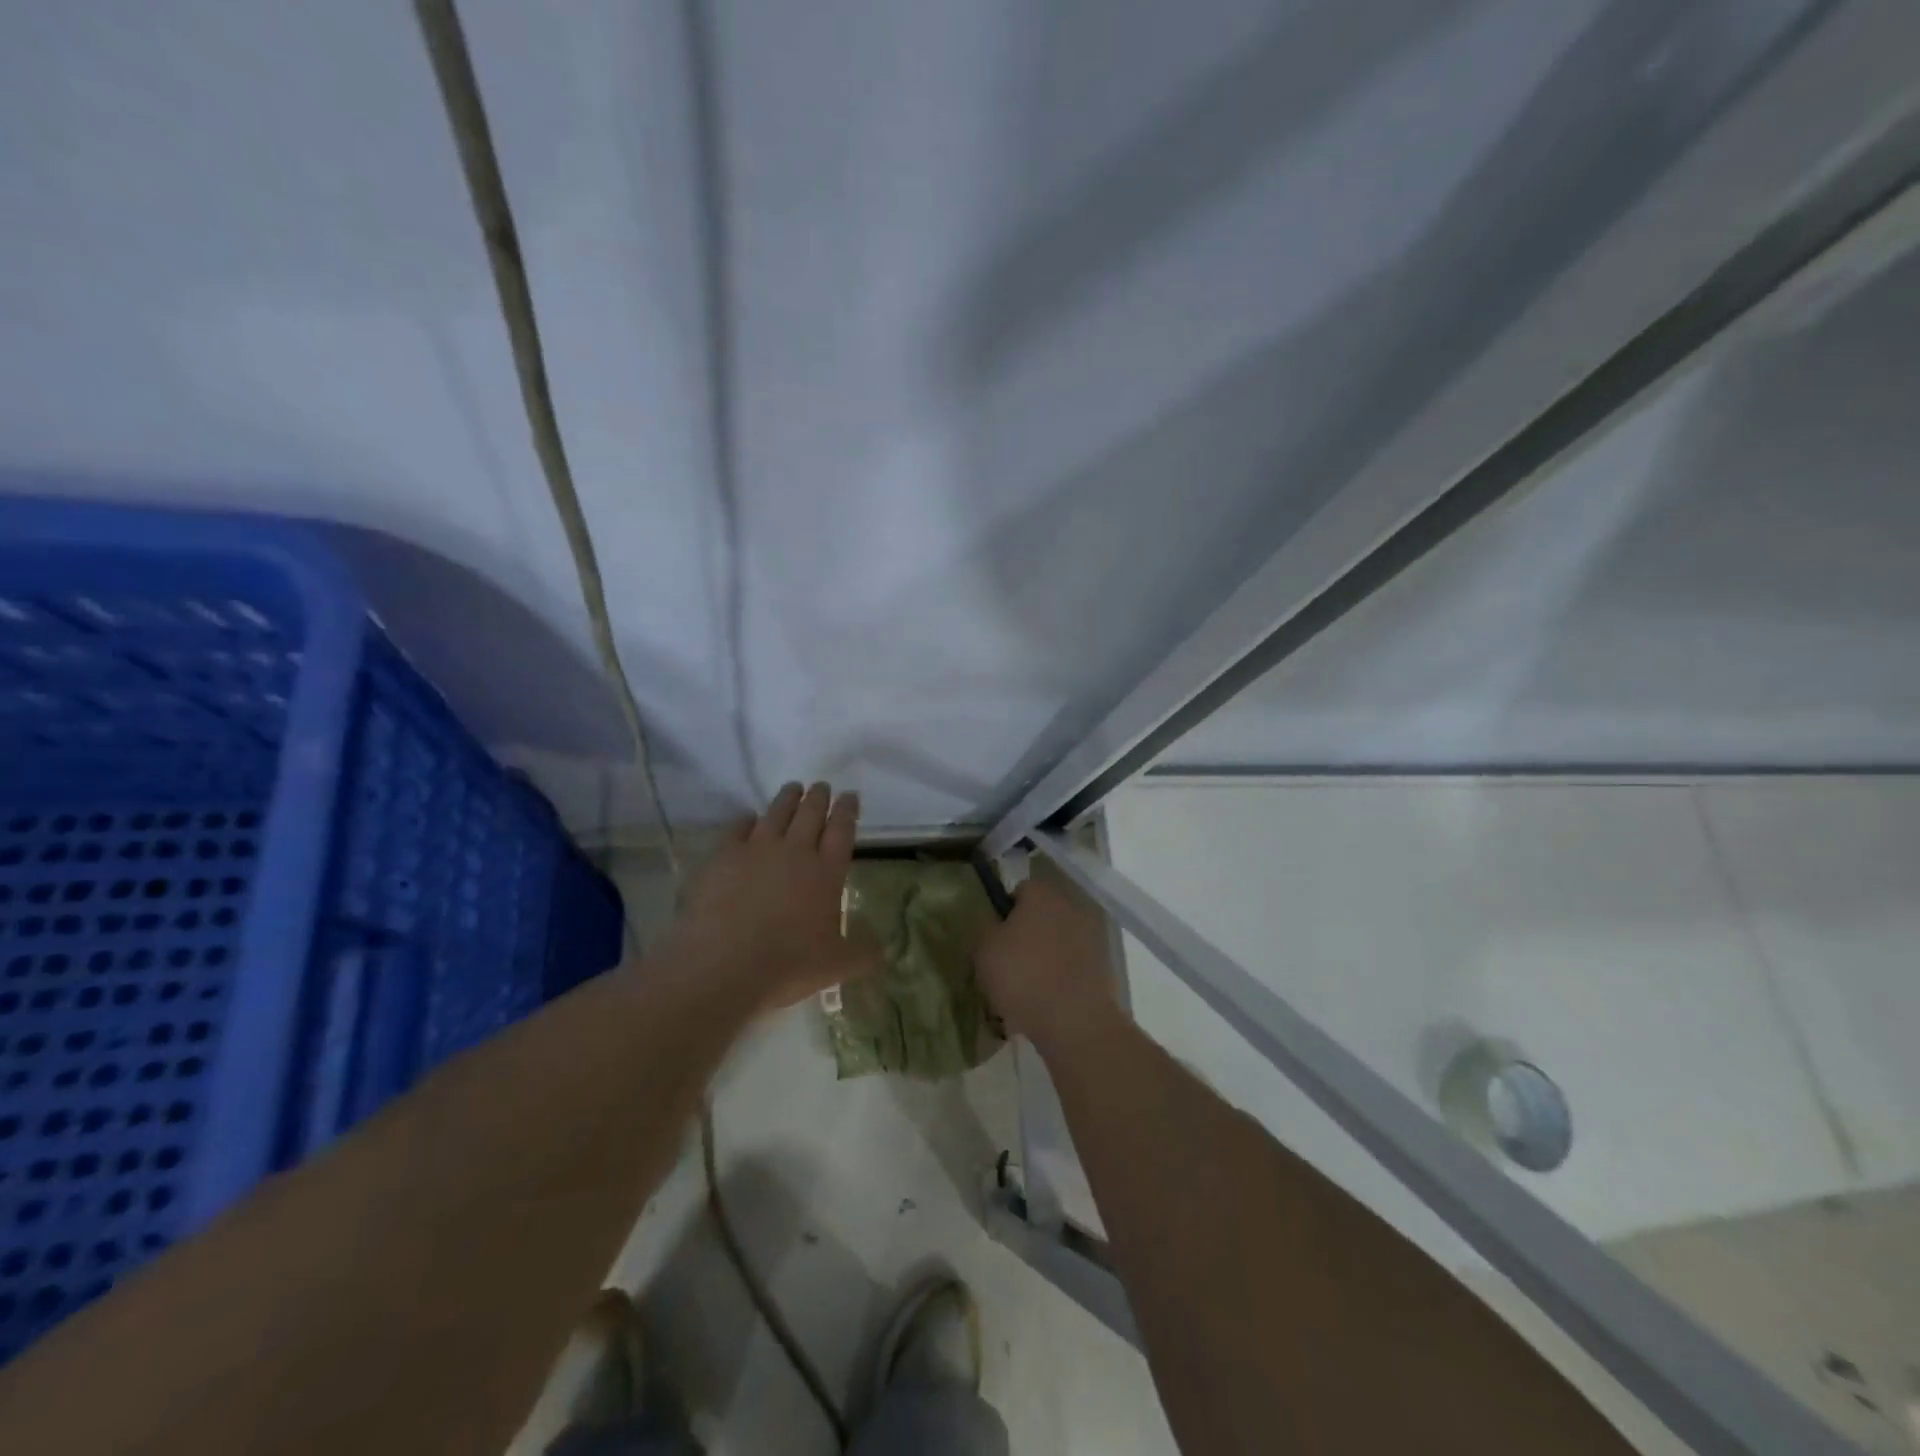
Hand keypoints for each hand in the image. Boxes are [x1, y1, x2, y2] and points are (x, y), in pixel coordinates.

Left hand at [663, 781, 877, 1010]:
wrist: (723, 966)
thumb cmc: (787, 965)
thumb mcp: (837, 966)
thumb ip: (863, 953)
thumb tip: (885, 949)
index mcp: (827, 872)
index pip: (842, 830)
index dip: (848, 810)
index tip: (850, 795)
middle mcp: (795, 851)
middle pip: (811, 813)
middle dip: (819, 797)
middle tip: (822, 786)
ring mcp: (757, 849)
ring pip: (777, 812)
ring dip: (788, 798)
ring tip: (792, 789)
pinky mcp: (724, 855)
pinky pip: (738, 827)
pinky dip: (746, 819)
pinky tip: (748, 818)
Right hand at [976, 875, 1119, 1048]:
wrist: (1073, 1020)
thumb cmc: (1022, 975)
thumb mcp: (984, 949)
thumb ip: (987, 929)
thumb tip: (997, 926)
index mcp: (1042, 895)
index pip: (1020, 890)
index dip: (1005, 911)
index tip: (995, 937)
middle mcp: (1070, 907)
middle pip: (1041, 915)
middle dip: (1026, 933)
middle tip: (1007, 962)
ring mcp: (1090, 937)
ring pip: (1057, 941)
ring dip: (1044, 955)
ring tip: (1026, 987)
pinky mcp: (1102, 966)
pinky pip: (1072, 964)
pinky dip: (1060, 976)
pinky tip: (1046, 1000)